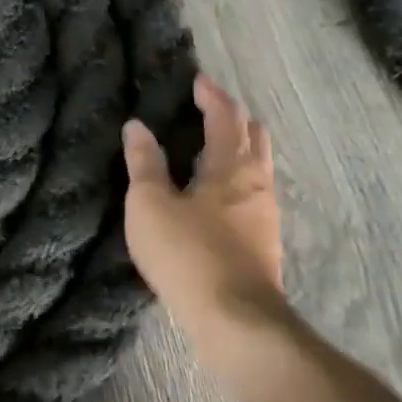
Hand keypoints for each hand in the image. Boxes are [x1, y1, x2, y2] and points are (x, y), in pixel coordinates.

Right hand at [123, 73, 288, 345]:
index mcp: (230, 167)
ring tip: (213, 149)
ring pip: (258, 169)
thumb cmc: (187, 253)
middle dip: (235, 119)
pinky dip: (238, 181)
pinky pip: (253, 196)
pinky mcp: (263, 244)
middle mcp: (256, 185)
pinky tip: (219, 198)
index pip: (225, 118)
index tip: (198, 80)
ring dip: (239, 151)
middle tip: (212, 109)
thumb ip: (144, 163)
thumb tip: (137, 126)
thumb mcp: (150, 204)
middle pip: (254, 139)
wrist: (236, 321)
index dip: (212, 96)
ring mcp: (265, 217)